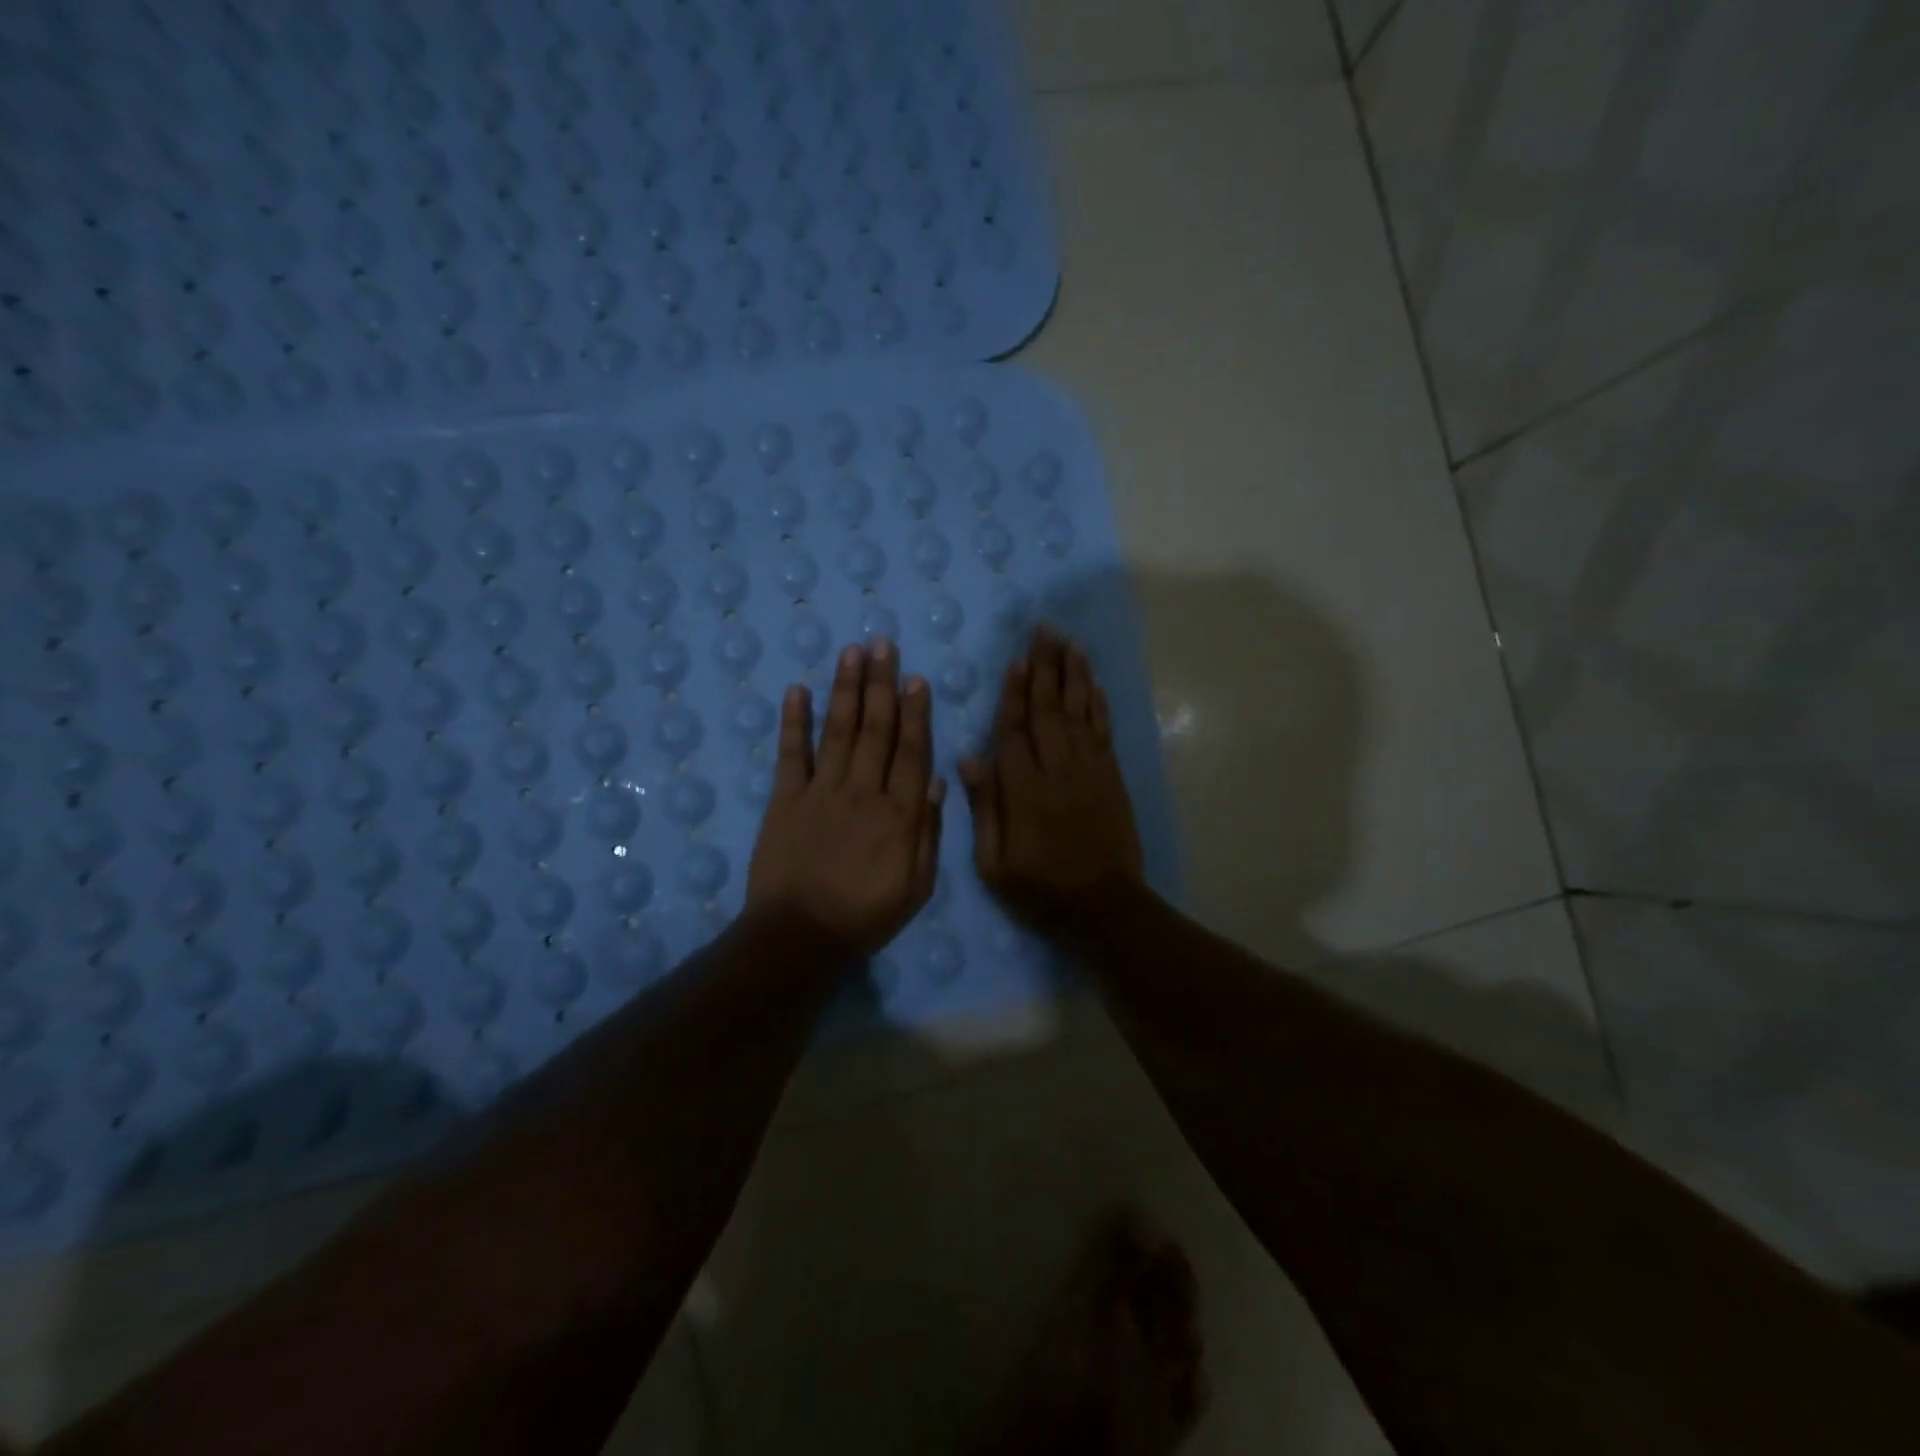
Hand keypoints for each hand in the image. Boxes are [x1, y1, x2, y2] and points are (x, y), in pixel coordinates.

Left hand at [746, 640, 944, 955]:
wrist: (800, 936)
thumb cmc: (865, 915)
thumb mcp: (917, 886)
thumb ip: (928, 832)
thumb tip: (936, 780)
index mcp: (898, 813)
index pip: (910, 751)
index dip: (915, 712)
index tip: (915, 678)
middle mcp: (863, 791)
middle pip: (875, 729)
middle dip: (880, 684)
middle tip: (882, 644)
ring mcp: (821, 791)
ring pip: (838, 731)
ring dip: (845, 689)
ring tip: (851, 652)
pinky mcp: (785, 799)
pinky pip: (791, 754)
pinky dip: (794, 721)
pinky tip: (798, 690)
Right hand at [960, 625, 1144, 927]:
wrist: (1105, 906)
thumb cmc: (1041, 889)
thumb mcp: (995, 863)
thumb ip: (985, 808)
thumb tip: (970, 759)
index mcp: (1024, 790)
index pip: (1015, 730)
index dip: (1015, 693)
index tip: (1016, 660)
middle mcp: (1058, 770)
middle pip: (1049, 709)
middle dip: (1046, 667)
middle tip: (1044, 630)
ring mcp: (1090, 770)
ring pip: (1079, 711)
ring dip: (1073, 674)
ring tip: (1068, 642)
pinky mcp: (1112, 777)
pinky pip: (1103, 730)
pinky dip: (1097, 703)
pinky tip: (1092, 682)